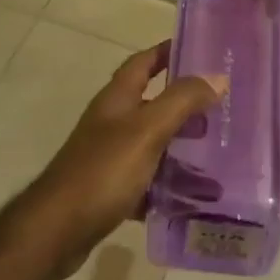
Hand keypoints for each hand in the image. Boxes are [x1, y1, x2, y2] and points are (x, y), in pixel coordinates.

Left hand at [24, 41, 225, 270]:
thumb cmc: (102, 171)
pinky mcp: (111, 190)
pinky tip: (195, 196)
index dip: (168, 51)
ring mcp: (109, 157)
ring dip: (182, 146)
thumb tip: (218, 76)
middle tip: (224, 107)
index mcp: (117, 99)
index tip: (201, 49)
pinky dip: (169, 184)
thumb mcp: (147, 130)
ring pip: (154, 143)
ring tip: (219, 152)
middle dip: (186, 103)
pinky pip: (148, 180)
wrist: (56, 231)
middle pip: (153, 102)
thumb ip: (182, 101)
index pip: (144, 61)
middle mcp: (112, 122)